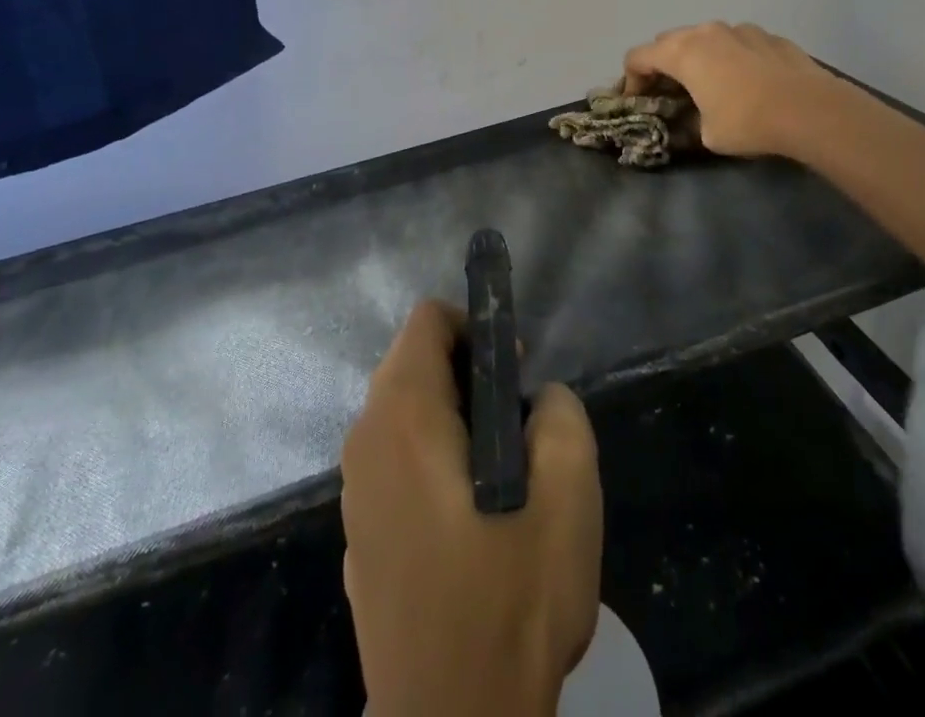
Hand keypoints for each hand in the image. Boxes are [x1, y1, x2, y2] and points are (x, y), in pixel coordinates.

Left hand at [341, 301, 602, 716]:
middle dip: (467, 373)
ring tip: (502, 470)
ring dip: (451, 418)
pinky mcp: (360, 538)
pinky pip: (394, 464)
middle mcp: (365, 444)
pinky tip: (469, 516)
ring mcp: (355, 495)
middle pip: (412, 364)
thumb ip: (560, 414)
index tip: (514, 373)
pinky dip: (430, 460)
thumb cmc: (511, 602)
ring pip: (402, 415)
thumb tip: (537, 401)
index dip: (476, 329)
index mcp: (404, 418)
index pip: (427, 322)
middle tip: (517, 421)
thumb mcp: (568, 492)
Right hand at [623, 21, 843, 159]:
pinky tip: (747, 81)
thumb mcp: (706, 134)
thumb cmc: (747, 122)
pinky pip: (737, 42)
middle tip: (669, 92)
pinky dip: (731, 57)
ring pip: (706, 37)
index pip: (638, 56)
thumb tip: (693, 118)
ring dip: (698, 57)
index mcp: (682, 53)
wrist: (809, 109)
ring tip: (710, 84)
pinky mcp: (769, 36)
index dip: (630, 80)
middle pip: (669, 41)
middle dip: (662, 64)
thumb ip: (690, 119)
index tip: (638, 102)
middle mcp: (706, 32)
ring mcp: (740, 29)